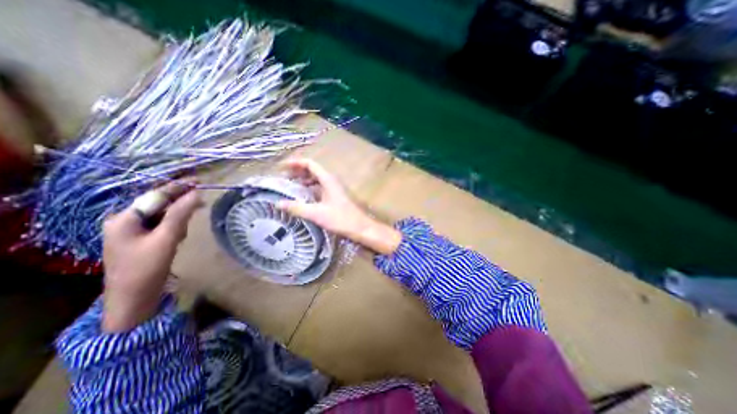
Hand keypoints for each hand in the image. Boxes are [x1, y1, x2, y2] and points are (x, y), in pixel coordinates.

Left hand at [100, 182, 201, 330]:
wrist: (133, 299)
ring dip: (178, 220)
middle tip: (201, 204)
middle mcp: (125, 221)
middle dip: (179, 206)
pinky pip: (162, 226)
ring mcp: (132, 232)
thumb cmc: (146, 268)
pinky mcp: (141, 240)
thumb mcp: (166, 239)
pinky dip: (174, 228)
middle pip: (159, 204)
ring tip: (183, 234)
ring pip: (162, 216)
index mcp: (124, 218)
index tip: (198, 180)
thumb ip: (180, 214)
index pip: (156, 196)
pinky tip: (178, 237)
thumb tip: (196, 193)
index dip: (178, 187)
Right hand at [278, 158, 401, 254]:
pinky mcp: (336, 196)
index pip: (310, 164)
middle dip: (298, 172)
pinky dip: (310, 189)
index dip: (295, 163)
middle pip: (313, 170)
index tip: (282, 168)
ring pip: (317, 179)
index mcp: (328, 179)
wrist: (360, 227)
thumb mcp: (316, 214)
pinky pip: (320, 188)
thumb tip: (278, 203)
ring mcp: (335, 188)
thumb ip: (297, 208)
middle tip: (284, 178)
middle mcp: (331, 181)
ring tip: (291, 187)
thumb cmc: (340, 219)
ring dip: (304, 180)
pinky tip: (304, 197)